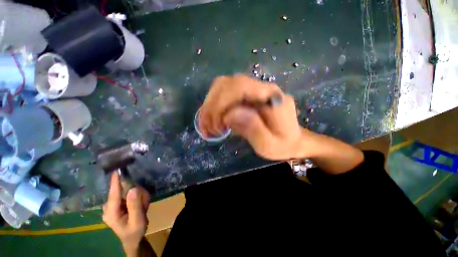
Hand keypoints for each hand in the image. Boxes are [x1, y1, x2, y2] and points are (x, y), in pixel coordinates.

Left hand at [103, 173, 149, 255]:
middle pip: (123, 191)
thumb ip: (134, 205)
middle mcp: (109, 207)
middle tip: (144, 204)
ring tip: (143, 207)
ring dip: (139, 196)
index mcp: (111, 213)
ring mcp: (113, 205)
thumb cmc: (134, 232)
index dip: (115, 182)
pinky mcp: (117, 203)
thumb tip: (132, 189)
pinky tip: (140, 205)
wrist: (133, 239)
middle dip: (137, 194)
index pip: (113, 194)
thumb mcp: (137, 220)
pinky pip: (129, 194)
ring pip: (128, 192)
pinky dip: (137, 197)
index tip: (116, 170)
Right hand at [199, 75, 309, 159]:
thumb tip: (229, 115)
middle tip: (211, 128)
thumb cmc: (282, 145)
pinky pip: (223, 92)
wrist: (291, 139)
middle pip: (227, 84)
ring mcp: (253, 89)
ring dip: (210, 105)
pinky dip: (213, 105)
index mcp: (271, 96)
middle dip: (213, 106)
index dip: (222, 103)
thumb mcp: (269, 145)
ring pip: (222, 86)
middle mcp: (261, 88)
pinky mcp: (246, 95)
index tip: (219, 125)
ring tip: (210, 125)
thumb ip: (253, 128)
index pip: (240, 86)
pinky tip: (213, 119)